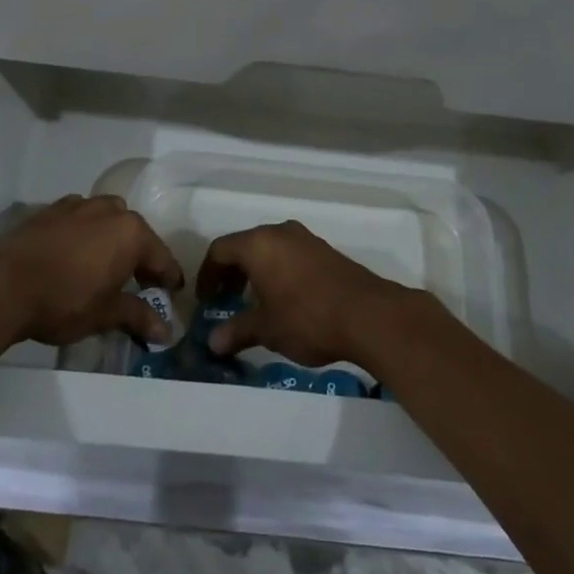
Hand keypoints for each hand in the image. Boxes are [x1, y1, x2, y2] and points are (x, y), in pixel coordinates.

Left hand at [0, 194, 184, 346]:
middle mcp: (110, 210)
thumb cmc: (64, 301)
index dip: (169, 278)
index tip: (173, 293)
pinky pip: (79, 219)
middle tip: (138, 283)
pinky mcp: (51, 210)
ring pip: (106, 220)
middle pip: (135, 233)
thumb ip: (138, 317)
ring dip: (111, 239)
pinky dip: (84, 233)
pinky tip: (73, 254)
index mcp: (131, 233)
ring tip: (104, 266)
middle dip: (139, 256)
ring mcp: (78, 205)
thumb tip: (166, 331)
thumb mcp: (105, 314)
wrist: (2, 286)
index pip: (161, 257)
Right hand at [199, 221, 415, 366]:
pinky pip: (291, 255)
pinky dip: (279, 272)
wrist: (368, 314)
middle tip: (226, 300)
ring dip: (256, 272)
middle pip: (245, 245)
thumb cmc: (306, 317)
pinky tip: (285, 300)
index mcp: (258, 243)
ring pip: (270, 249)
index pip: (220, 250)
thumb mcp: (266, 329)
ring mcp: (306, 239)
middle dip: (232, 272)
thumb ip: (237, 331)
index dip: (208, 274)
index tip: (206, 299)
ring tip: (255, 303)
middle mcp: (280, 232)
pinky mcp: (326, 251)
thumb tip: (213, 341)